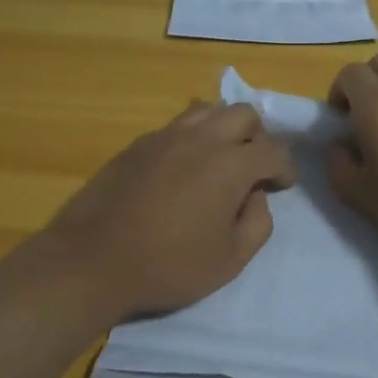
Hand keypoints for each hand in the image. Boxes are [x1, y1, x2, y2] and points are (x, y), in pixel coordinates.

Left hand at [42, 101, 295, 318]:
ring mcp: (166, 136)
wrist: (93, 260)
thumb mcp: (230, 261)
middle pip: (243, 114)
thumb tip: (256, 196)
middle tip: (251, 168)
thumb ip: (258, 224)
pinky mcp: (138, 143)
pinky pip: (177, 126)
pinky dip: (193, 138)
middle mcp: (202, 138)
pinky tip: (183, 168)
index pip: (274, 150)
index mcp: (230, 165)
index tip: (281, 186)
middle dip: (257, 138)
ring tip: (219, 160)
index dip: (285, 168)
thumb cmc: (168, 266)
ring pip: (209, 111)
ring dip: (224, 129)